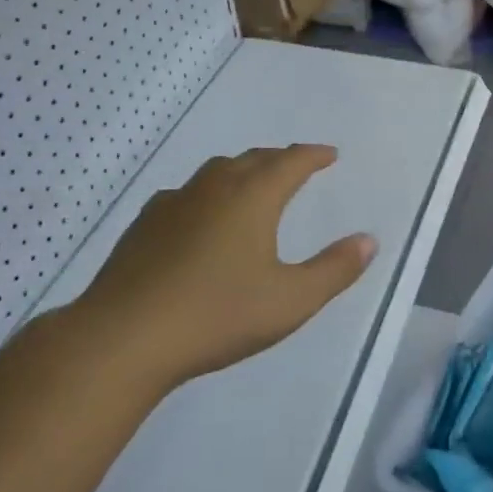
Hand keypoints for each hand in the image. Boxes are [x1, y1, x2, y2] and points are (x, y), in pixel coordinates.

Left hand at [72, 145, 376, 389]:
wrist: (123, 337)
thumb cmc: (216, 315)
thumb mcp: (290, 300)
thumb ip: (334, 270)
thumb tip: (369, 240)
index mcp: (251, 197)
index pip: (290, 162)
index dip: (313, 155)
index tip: (329, 154)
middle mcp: (213, 188)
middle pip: (252, 159)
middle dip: (279, 159)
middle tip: (297, 166)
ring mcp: (173, 203)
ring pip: (216, 172)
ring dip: (242, 171)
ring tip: (252, 185)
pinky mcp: (144, 225)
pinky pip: (186, 194)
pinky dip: (207, 194)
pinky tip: (201, 217)